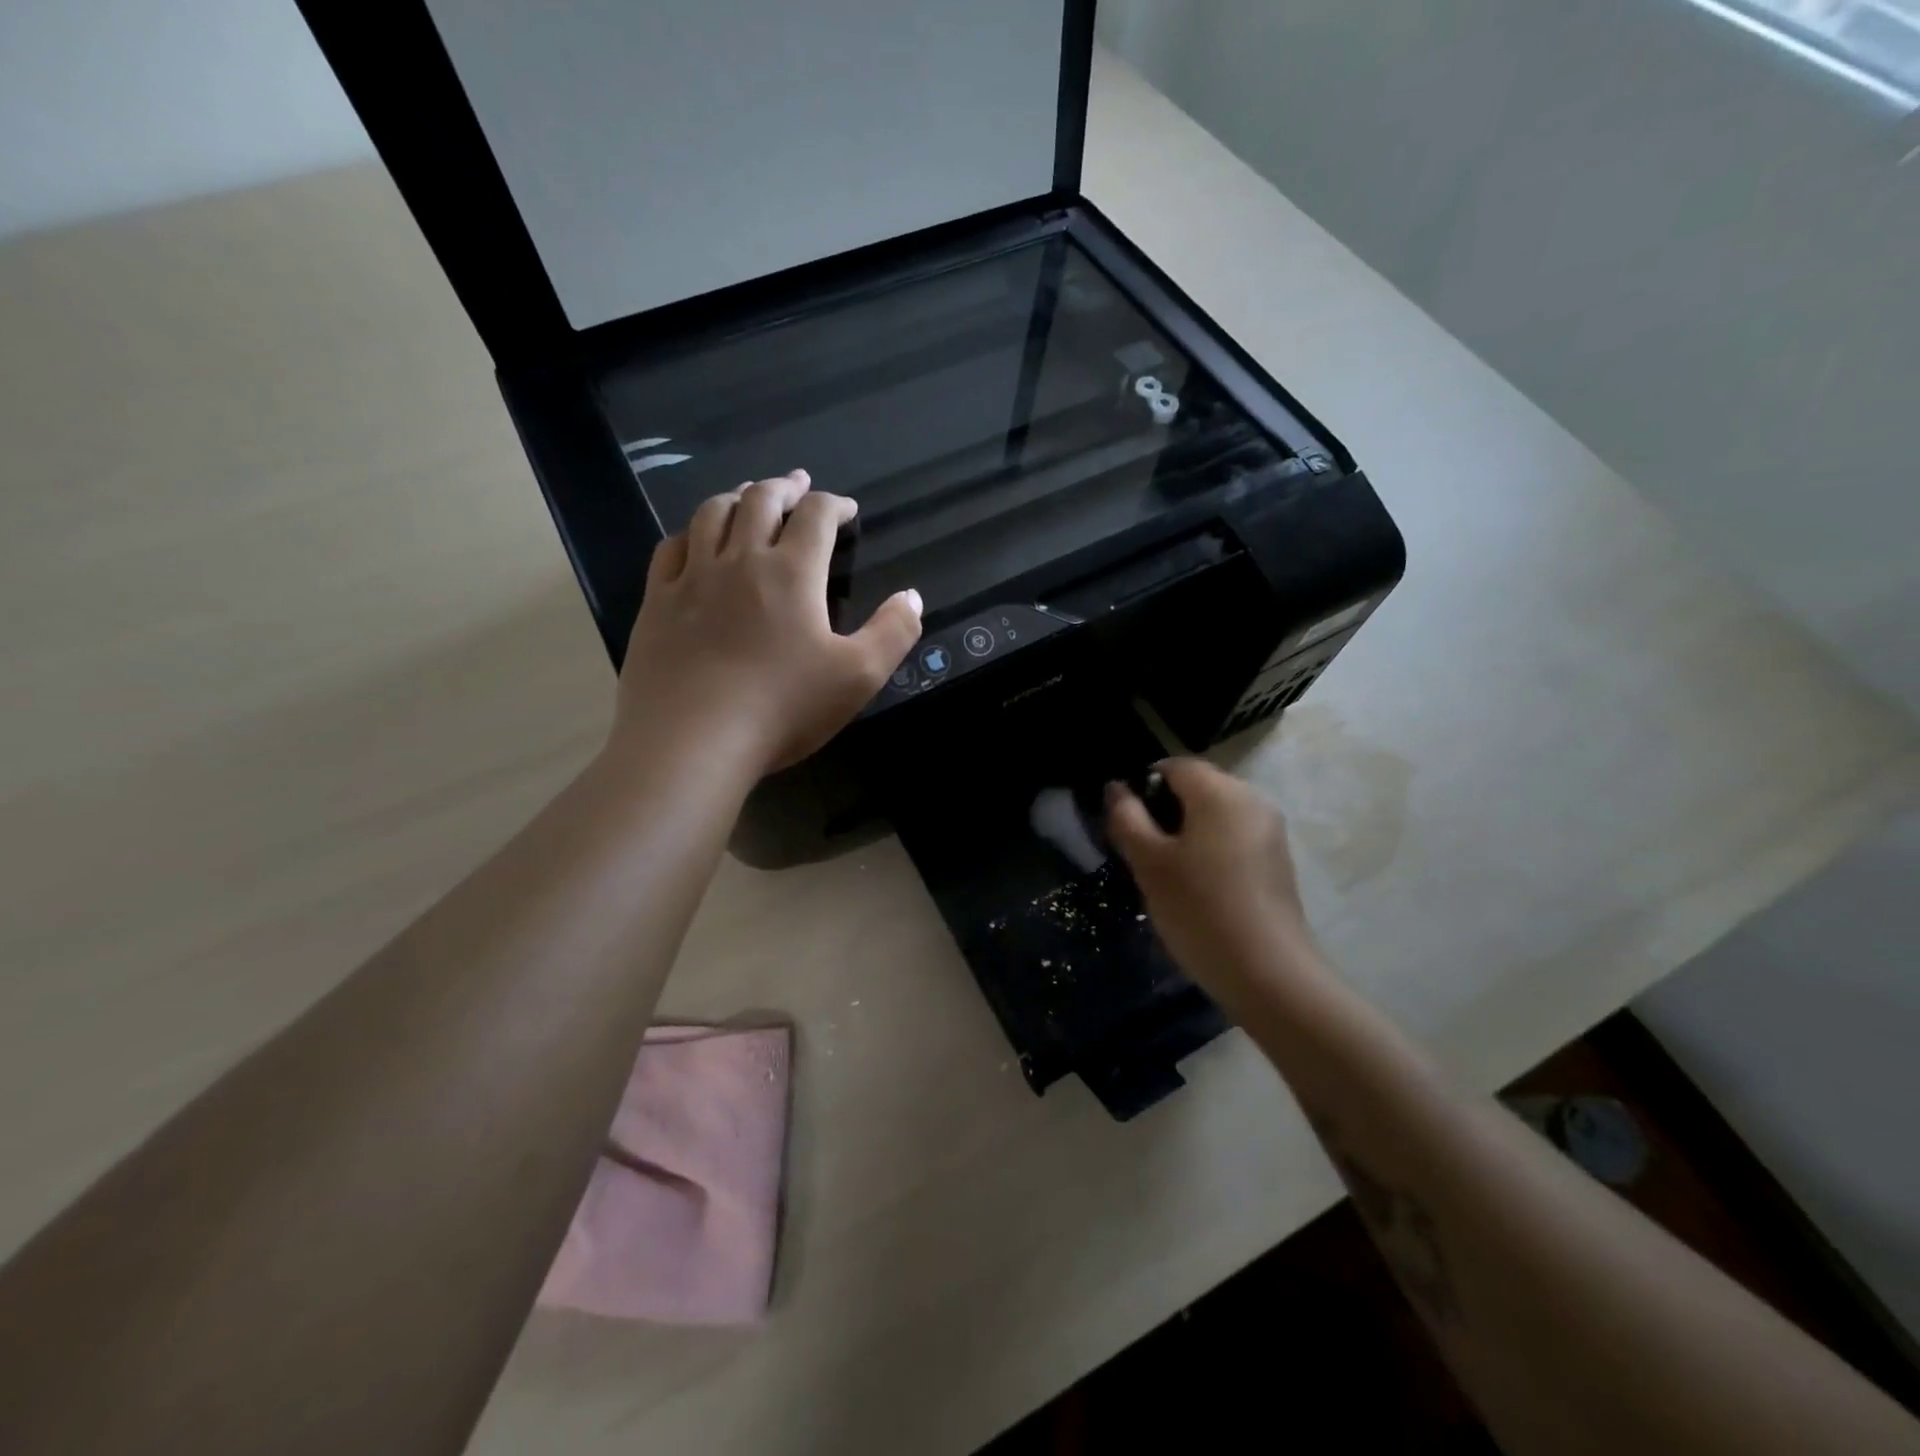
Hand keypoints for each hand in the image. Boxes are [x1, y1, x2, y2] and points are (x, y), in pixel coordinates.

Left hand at [611, 470, 921, 775]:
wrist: (692, 741)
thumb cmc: (782, 708)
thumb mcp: (858, 677)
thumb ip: (893, 632)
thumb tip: (913, 596)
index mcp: (792, 573)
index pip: (816, 516)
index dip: (835, 504)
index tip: (847, 509)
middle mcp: (740, 560)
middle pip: (761, 501)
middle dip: (784, 487)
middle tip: (798, 485)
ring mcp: (692, 578)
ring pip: (711, 514)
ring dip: (736, 497)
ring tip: (749, 496)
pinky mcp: (658, 603)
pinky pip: (670, 548)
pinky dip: (690, 532)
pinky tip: (695, 539)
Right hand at [1107, 759, 1326, 1012]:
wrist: (1269, 974)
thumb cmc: (1200, 910)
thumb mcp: (1149, 863)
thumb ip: (1127, 818)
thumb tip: (1116, 788)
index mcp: (1221, 792)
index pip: (1174, 766)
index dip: (1142, 786)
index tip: (1125, 823)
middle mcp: (1252, 800)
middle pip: (1196, 787)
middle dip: (1164, 811)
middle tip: (1140, 852)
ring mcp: (1270, 831)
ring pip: (1214, 814)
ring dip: (1185, 832)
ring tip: (1166, 873)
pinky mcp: (1277, 860)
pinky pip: (1233, 837)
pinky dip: (1209, 849)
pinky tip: (1197, 887)